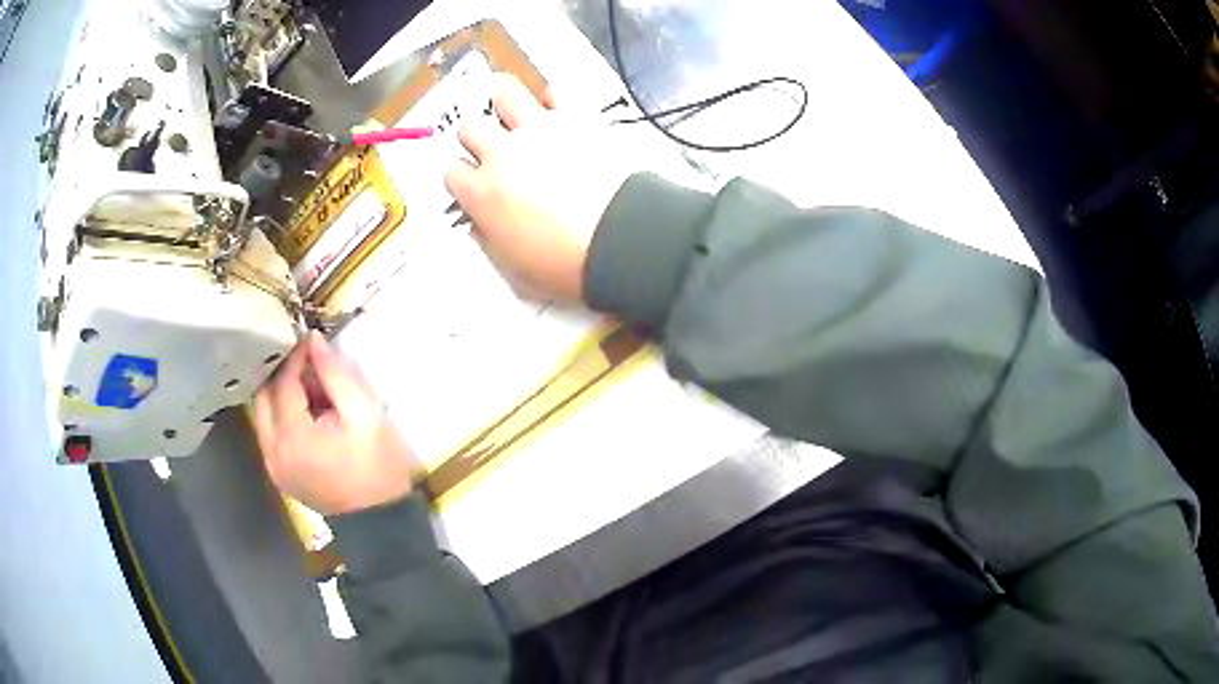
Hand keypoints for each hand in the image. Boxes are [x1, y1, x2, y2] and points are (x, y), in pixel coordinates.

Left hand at [253, 331, 418, 515]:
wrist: (381, 520)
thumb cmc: (378, 465)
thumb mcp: (366, 414)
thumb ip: (337, 375)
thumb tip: (313, 341)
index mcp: (293, 437)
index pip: (284, 382)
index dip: (296, 358)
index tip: (312, 341)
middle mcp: (273, 451)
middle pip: (264, 397)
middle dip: (284, 375)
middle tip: (310, 366)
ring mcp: (273, 466)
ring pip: (264, 415)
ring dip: (281, 395)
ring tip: (311, 391)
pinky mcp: (279, 475)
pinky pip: (270, 434)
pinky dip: (283, 417)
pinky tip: (308, 416)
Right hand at [444, 74, 634, 302]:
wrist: (621, 238)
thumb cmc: (568, 263)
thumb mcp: (515, 269)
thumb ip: (491, 239)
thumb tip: (484, 224)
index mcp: (482, 193)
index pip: (451, 171)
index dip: (462, 177)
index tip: (474, 182)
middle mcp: (503, 153)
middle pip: (469, 126)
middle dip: (476, 136)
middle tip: (492, 147)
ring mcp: (539, 129)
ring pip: (504, 92)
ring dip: (505, 101)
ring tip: (515, 113)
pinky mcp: (576, 116)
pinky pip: (555, 90)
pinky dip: (553, 98)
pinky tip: (557, 110)